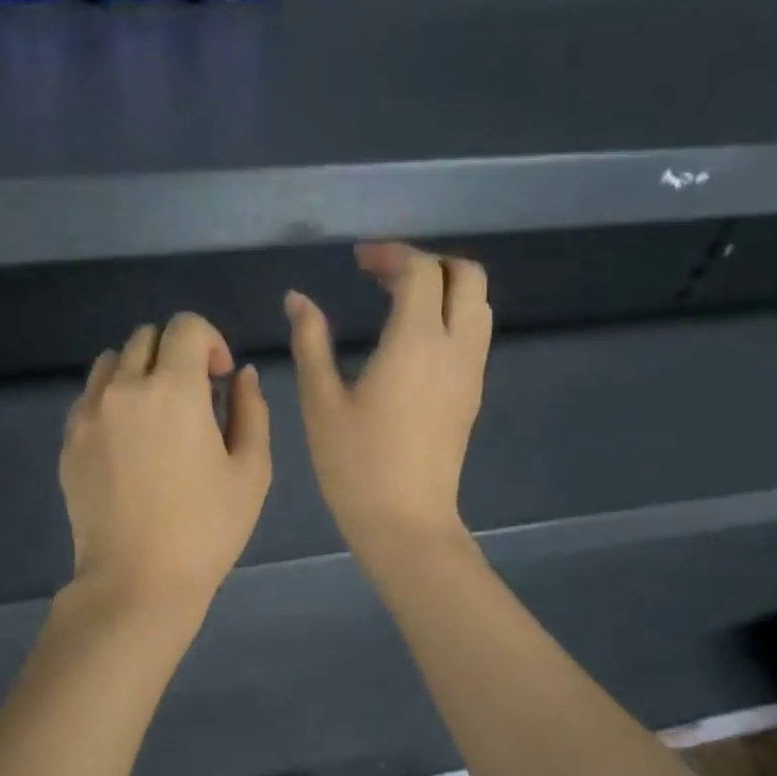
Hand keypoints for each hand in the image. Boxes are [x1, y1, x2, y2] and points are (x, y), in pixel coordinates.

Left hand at [61, 312, 270, 616]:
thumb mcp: (251, 471)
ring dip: (140, 371)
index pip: (186, 326)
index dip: (211, 341)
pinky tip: (128, 440)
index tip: (220, 379)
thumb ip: (251, 410)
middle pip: (147, 337)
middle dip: (177, 354)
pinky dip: (112, 399)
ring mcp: (89, 414)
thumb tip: (241, 374)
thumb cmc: (206, 530)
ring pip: (112, 361)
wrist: (138, 582)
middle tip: (193, 399)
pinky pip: (89, 396)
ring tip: (156, 415)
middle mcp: (124, 389)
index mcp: (174, 390)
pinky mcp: (69, 441)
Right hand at [286, 244, 490, 570]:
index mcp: (417, 342)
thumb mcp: (321, 402)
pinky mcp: (472, 395)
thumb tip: (297, 299)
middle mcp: (456, 347)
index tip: (358, 261)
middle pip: (467, 275)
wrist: (406, 521)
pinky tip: (412, 340)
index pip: (421, 270)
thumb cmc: (355, 465)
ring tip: (399, 302)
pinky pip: (474, 334)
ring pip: (479, 304)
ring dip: (445, 288)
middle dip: (429, 262)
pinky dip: (452, 316)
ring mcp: (471, 372)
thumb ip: (310, 342)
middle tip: (384, 276)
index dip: (391, 254)